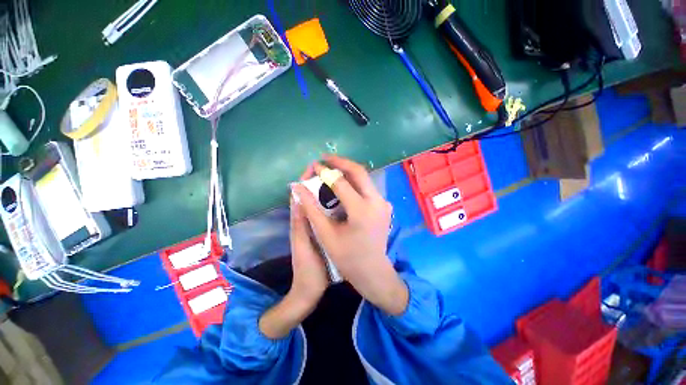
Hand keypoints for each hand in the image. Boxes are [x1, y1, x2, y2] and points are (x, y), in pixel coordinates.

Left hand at [289, 168, 329, 305]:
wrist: (311, 288)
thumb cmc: (308, 268)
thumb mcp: (303, 244)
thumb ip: (299, 222)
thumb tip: (299, 195)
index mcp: (299, 221)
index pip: (299, 194)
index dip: (305, 179)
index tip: (316, 166)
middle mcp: (305, 220)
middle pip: (309, 195)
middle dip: (317, 181)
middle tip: (332, 170)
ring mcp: (315, 225)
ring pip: (319, 202)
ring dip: (326, 190)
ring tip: (340, 181)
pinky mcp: (324, 232)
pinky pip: (326, 212)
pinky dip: (332, 203)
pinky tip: (344, 200)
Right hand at [291, 155, 408, 315]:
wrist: (373, 271)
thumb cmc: (347, 257)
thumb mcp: (325, 234)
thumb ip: (311, 208)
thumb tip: (297, 187)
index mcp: (361, 211)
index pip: (341, 183)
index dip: (325, 172)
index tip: (314, 166)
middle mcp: (377, 202)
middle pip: (359, 171)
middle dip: (340, 162)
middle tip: (325, 158)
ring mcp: (383, 202)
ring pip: (365, 177)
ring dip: (347, 170)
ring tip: (331, 168)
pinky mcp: (384, 205)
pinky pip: (367, 187)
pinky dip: (354, 181)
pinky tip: (343, 183)